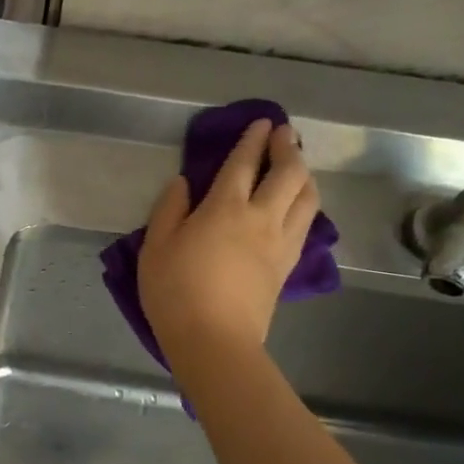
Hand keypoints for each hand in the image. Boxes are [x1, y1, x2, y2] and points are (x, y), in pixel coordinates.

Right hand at [138, 120, 321, 371]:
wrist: (214, 341)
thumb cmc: (175, 291)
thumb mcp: (155, 247)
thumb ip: (169, 209)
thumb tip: (183, 183)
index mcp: (225, 208)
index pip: (244, 163)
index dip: (253, 140)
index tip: (262, 122)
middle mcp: (261, 218)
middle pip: (288, 173)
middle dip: (288, 148)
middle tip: (284, 135)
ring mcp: (280, 243)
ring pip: (307, 197)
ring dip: (304, 174)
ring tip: (296, 166)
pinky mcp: (287, 266)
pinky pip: (306, 223)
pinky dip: (306, 203)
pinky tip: (298, 204)